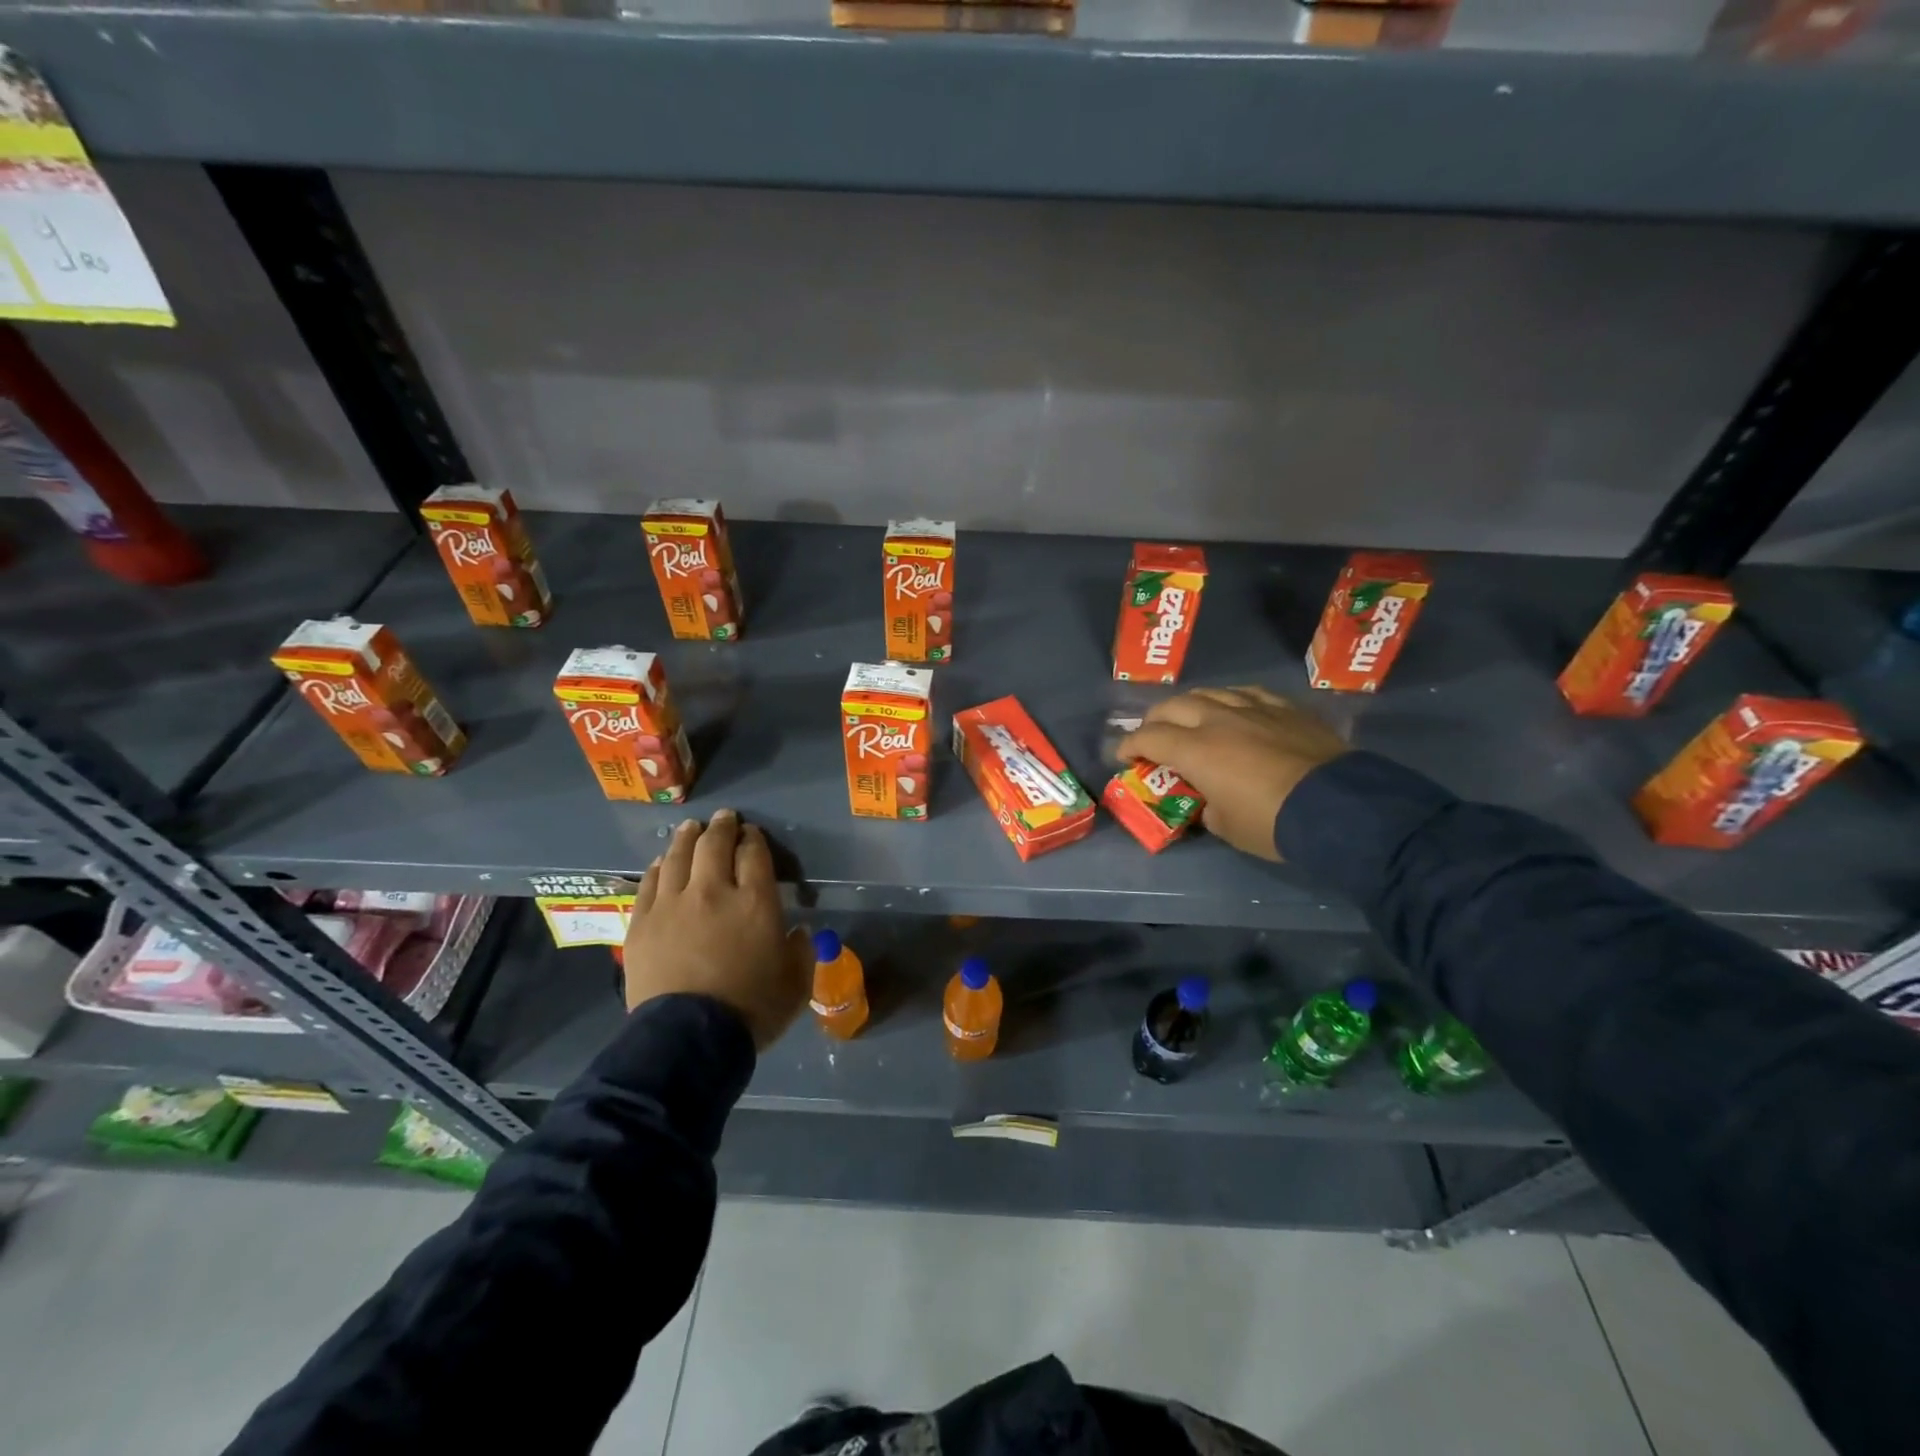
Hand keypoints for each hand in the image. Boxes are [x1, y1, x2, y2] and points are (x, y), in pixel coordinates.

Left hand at [623, 809, 811, 1048]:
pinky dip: (657, 866)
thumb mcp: (796, 983)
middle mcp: (713, 891)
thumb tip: (797, 932)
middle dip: (722, 827)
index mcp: (755, 902)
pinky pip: (649, 882)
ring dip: (687, 838)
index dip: (753, 838)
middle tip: (724, 818)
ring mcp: (673, 904)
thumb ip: (801, 951)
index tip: (751, 834)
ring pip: (678, 856)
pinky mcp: (643, 923)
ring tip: (691, 828)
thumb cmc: (751, 1010)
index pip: (754, 853)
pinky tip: (660, 861)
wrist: (688, 1039)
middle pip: (714, 844)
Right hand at [1115, 688, 1348, 860]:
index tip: (1123, 756)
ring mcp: (1253, 708)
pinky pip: (1248, 694)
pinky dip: (1231, 700)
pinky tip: (1235, 709)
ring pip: (1210, 692)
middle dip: (1155, 720)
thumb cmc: (1271, 822)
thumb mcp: (1226, 826)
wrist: (1338, 807)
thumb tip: (1205, 800)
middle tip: (1153, 736)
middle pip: (1173, 706)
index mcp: (1195, 750)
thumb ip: (1205, 806)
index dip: (1129, 745)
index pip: (1148, 738)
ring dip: (1191, 705)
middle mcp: (1217, 720)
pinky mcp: (1285, 708)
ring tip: (1190, 718)